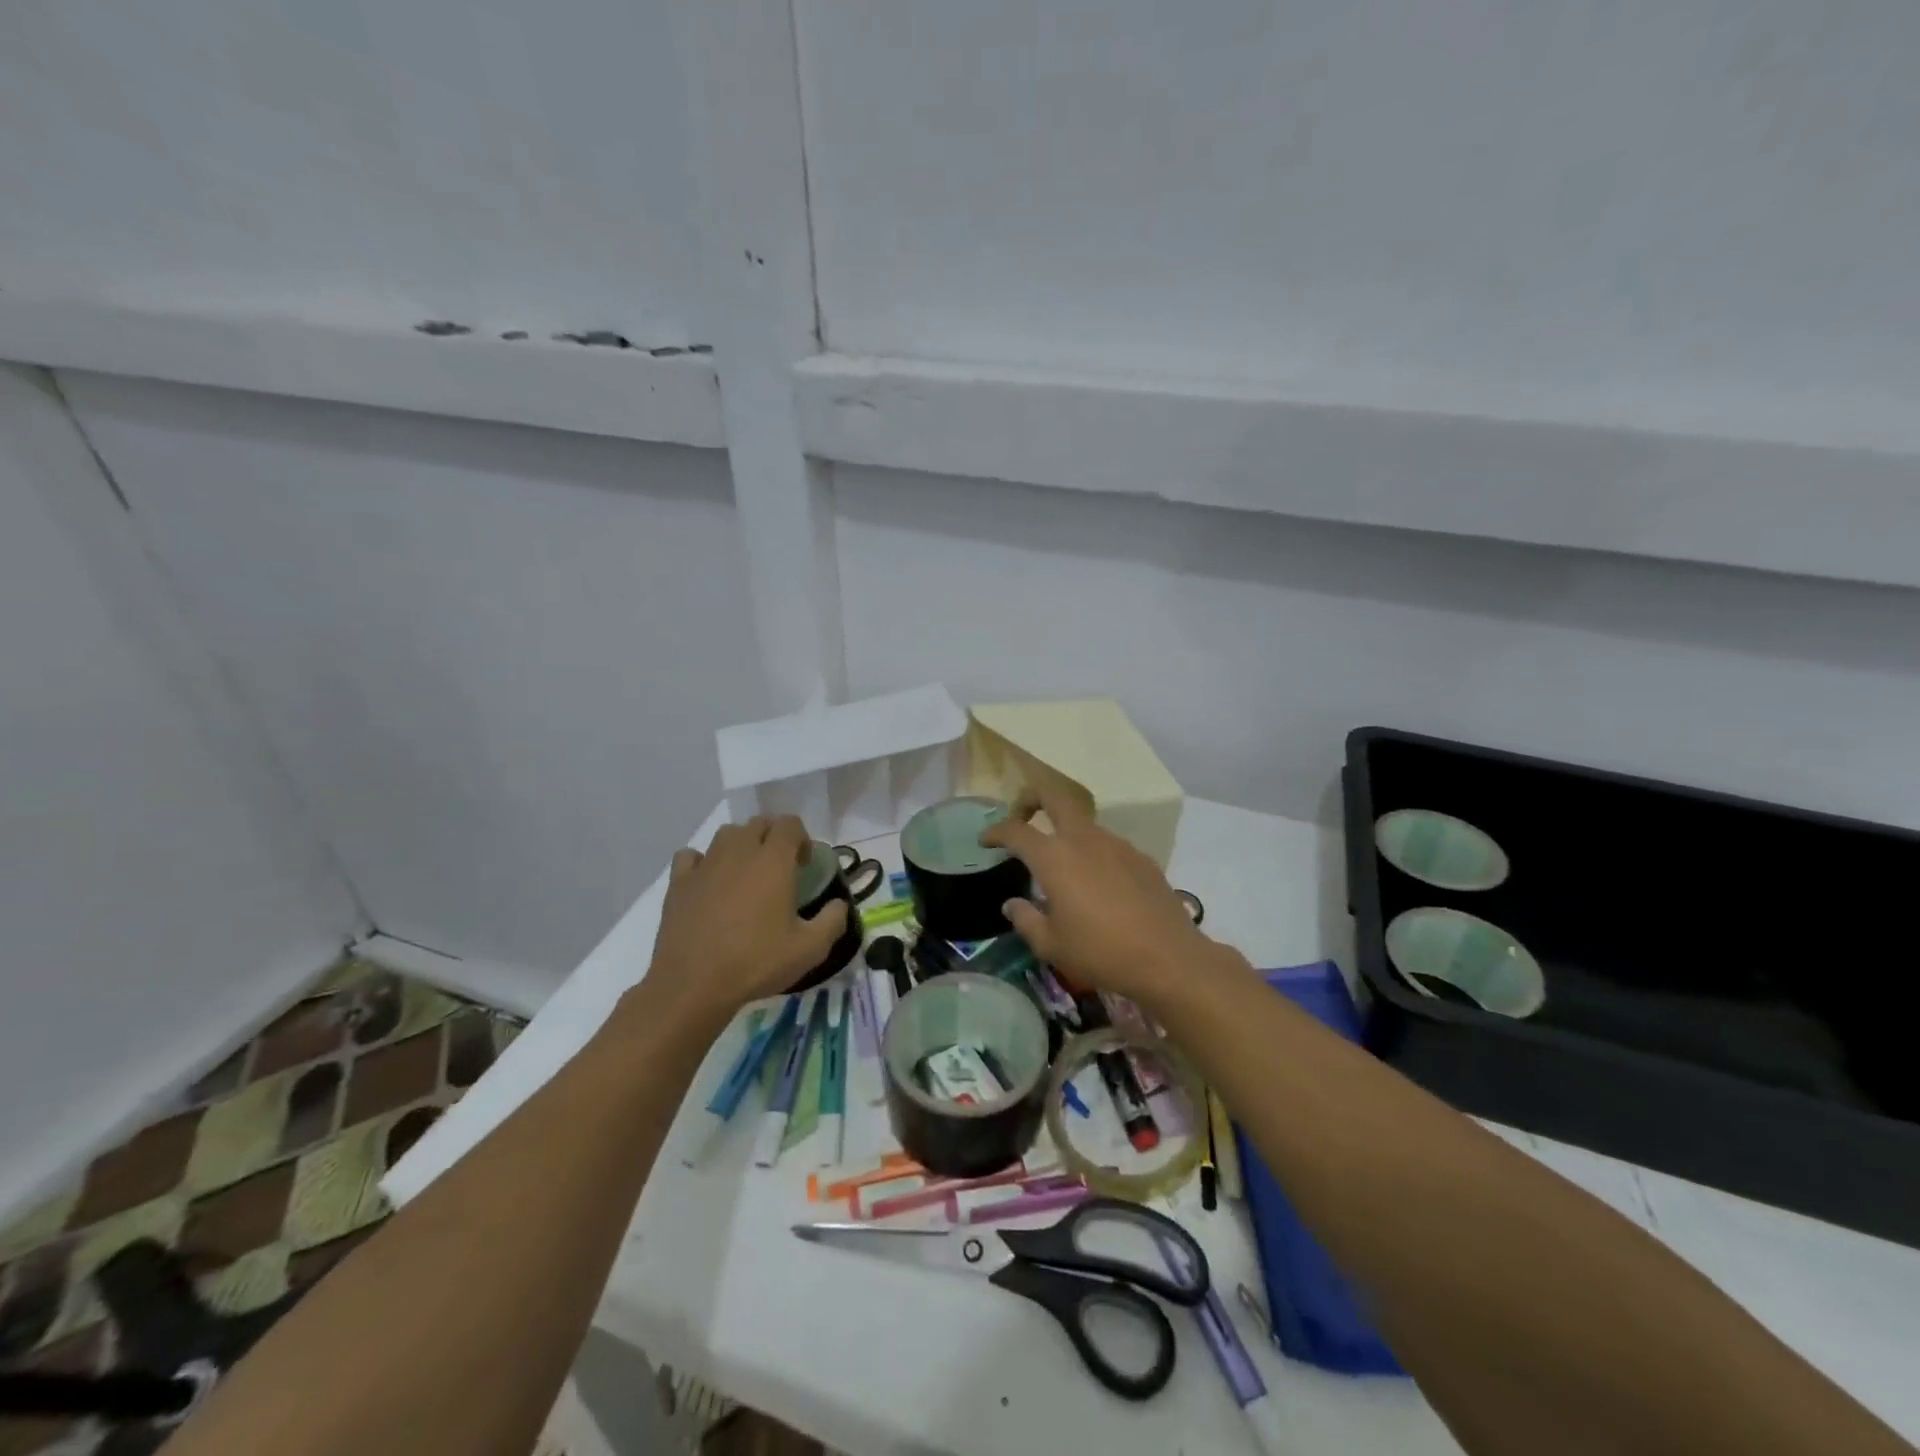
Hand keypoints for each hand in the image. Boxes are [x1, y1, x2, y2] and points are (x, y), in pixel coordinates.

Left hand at [645, 816, 847, 1022]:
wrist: (694, 985)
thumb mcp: (810, 949)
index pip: (789, 824)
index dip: (801, 838)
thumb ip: (833, 921)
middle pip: (759, 823)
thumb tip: (839, 905)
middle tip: (779, 869)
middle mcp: (739, 852)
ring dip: (741, 845)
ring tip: (746, 873)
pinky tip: (708, 882)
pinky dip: (702, 862)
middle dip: (773, 837)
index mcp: (773, 861)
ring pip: (726, 834)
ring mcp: (705, 865)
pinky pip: (691, 856)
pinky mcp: (678, 883)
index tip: (803, 865)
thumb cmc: (756, 962)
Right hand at [980, 785, 1213, 1008]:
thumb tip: (1012, 904)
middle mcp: (1084, 840)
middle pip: (1053, 795)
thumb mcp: (1051, 946)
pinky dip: (1093, 854)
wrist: (1168, 958)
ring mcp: (1116, 844)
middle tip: (1021, 817)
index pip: (1015, 830)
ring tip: (1061, 866)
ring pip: (1083, 822)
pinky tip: (1098, 886)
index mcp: (1054, 858)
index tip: (986, 841)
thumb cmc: (1101, 953)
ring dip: (1065, 831)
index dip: (995, 831)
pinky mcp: (1141, 857)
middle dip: (1031, 798)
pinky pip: (1108, 845)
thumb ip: (1025, 920)